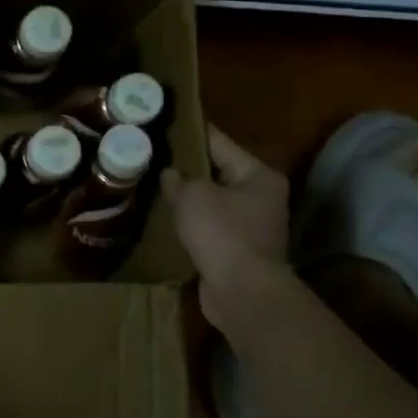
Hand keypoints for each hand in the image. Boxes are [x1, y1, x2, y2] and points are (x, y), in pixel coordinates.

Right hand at [162, 125, 291, 328]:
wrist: (243, 293)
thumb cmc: (223, 233)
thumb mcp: (193, 196)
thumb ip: (178, 179)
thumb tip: (170, 173)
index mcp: (258, 175)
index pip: (220, 143)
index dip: (193, 133)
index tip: (169, 124)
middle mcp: (262, 197)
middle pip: (219, 173)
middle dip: (189, 169)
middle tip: (156, 158)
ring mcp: (253, 227)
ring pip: (214, 203)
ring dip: (190, 200)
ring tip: (156, 187)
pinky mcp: (239, 252)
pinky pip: (211, 228)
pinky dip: (193, 225)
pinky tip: (167, 220)